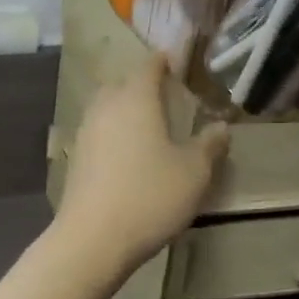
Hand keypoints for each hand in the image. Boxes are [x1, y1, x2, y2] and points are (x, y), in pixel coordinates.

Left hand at [53, 54, 228, 279]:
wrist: (93, 237)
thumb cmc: (150, 196)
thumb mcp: (193, 173)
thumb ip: (209, 145)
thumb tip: (221, 126)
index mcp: (136, 99)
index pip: (148, 67)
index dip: (162, 61)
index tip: (174, 61)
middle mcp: (106, 106)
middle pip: (122, 84)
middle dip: (141, 84)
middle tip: (163, 94)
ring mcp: (86, 130)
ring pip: (106, 106)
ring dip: (124, 107)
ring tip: (146, 122)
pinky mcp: (76, 155)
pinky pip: (97, 129)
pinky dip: (113, 130)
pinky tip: (125, 150)